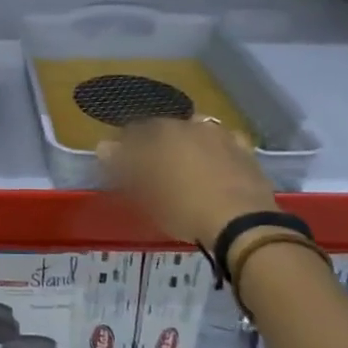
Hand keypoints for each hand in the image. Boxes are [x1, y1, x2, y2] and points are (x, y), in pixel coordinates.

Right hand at [97, 118, 278, 249]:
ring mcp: (220, 135)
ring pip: (196, 132)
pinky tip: (216, 166)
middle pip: (166, 129)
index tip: (123, 164)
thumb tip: (103, 146)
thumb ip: (122, 165)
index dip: (127, 147)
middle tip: (154, 168)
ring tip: (186, 167)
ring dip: (188, 143)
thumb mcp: (144, 192)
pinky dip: (217, 151)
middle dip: (157, 144)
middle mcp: (190, 125)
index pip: (134, 131)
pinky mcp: (245, 150)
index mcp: (161, 132)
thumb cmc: (182, 208)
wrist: (241, 222)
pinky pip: (225, 144)